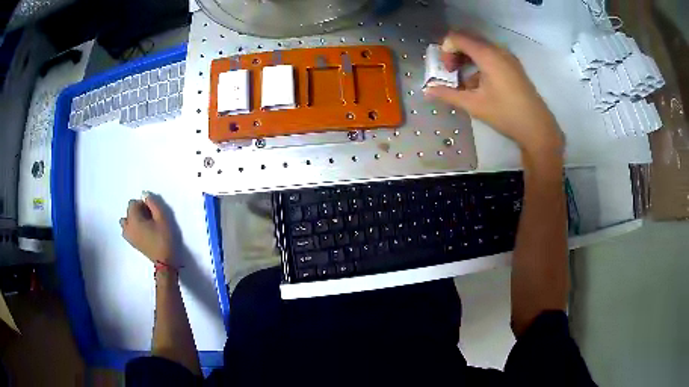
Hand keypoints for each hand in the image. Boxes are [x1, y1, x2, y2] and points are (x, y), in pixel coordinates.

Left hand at [120, 193, 174, 263]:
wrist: (164, 261)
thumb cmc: (163, 238)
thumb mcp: (162, 218)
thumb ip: (153, 203)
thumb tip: (144, 195)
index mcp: (133, 219)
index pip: (133, 203)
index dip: (143, 204)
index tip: (152, 212)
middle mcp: (127, 226)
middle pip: (129, 211)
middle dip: (138, 211)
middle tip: (150, 218)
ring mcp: (128, 235)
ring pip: (125, 221)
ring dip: (133, 219)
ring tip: (144, 224)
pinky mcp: (131, 242)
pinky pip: (126, 230)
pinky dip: (131, 227)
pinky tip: (141, 232)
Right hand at [425, 32, 562, 153]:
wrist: (537, 128)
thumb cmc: (506, 114)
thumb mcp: (474, 105)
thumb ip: (448, 95)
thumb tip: (427, 91)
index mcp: (487, 55)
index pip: (457, 38)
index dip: (445, 49)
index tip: (446, 69)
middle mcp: (498, 50)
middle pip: (469, 40)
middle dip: (455, 53)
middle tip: (451, 72)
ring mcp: (508, 57)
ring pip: (480, 48)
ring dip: (467, 59)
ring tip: (464, 81)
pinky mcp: (513, 66)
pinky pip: (491, 56)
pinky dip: (479, 64)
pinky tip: (479, 85)